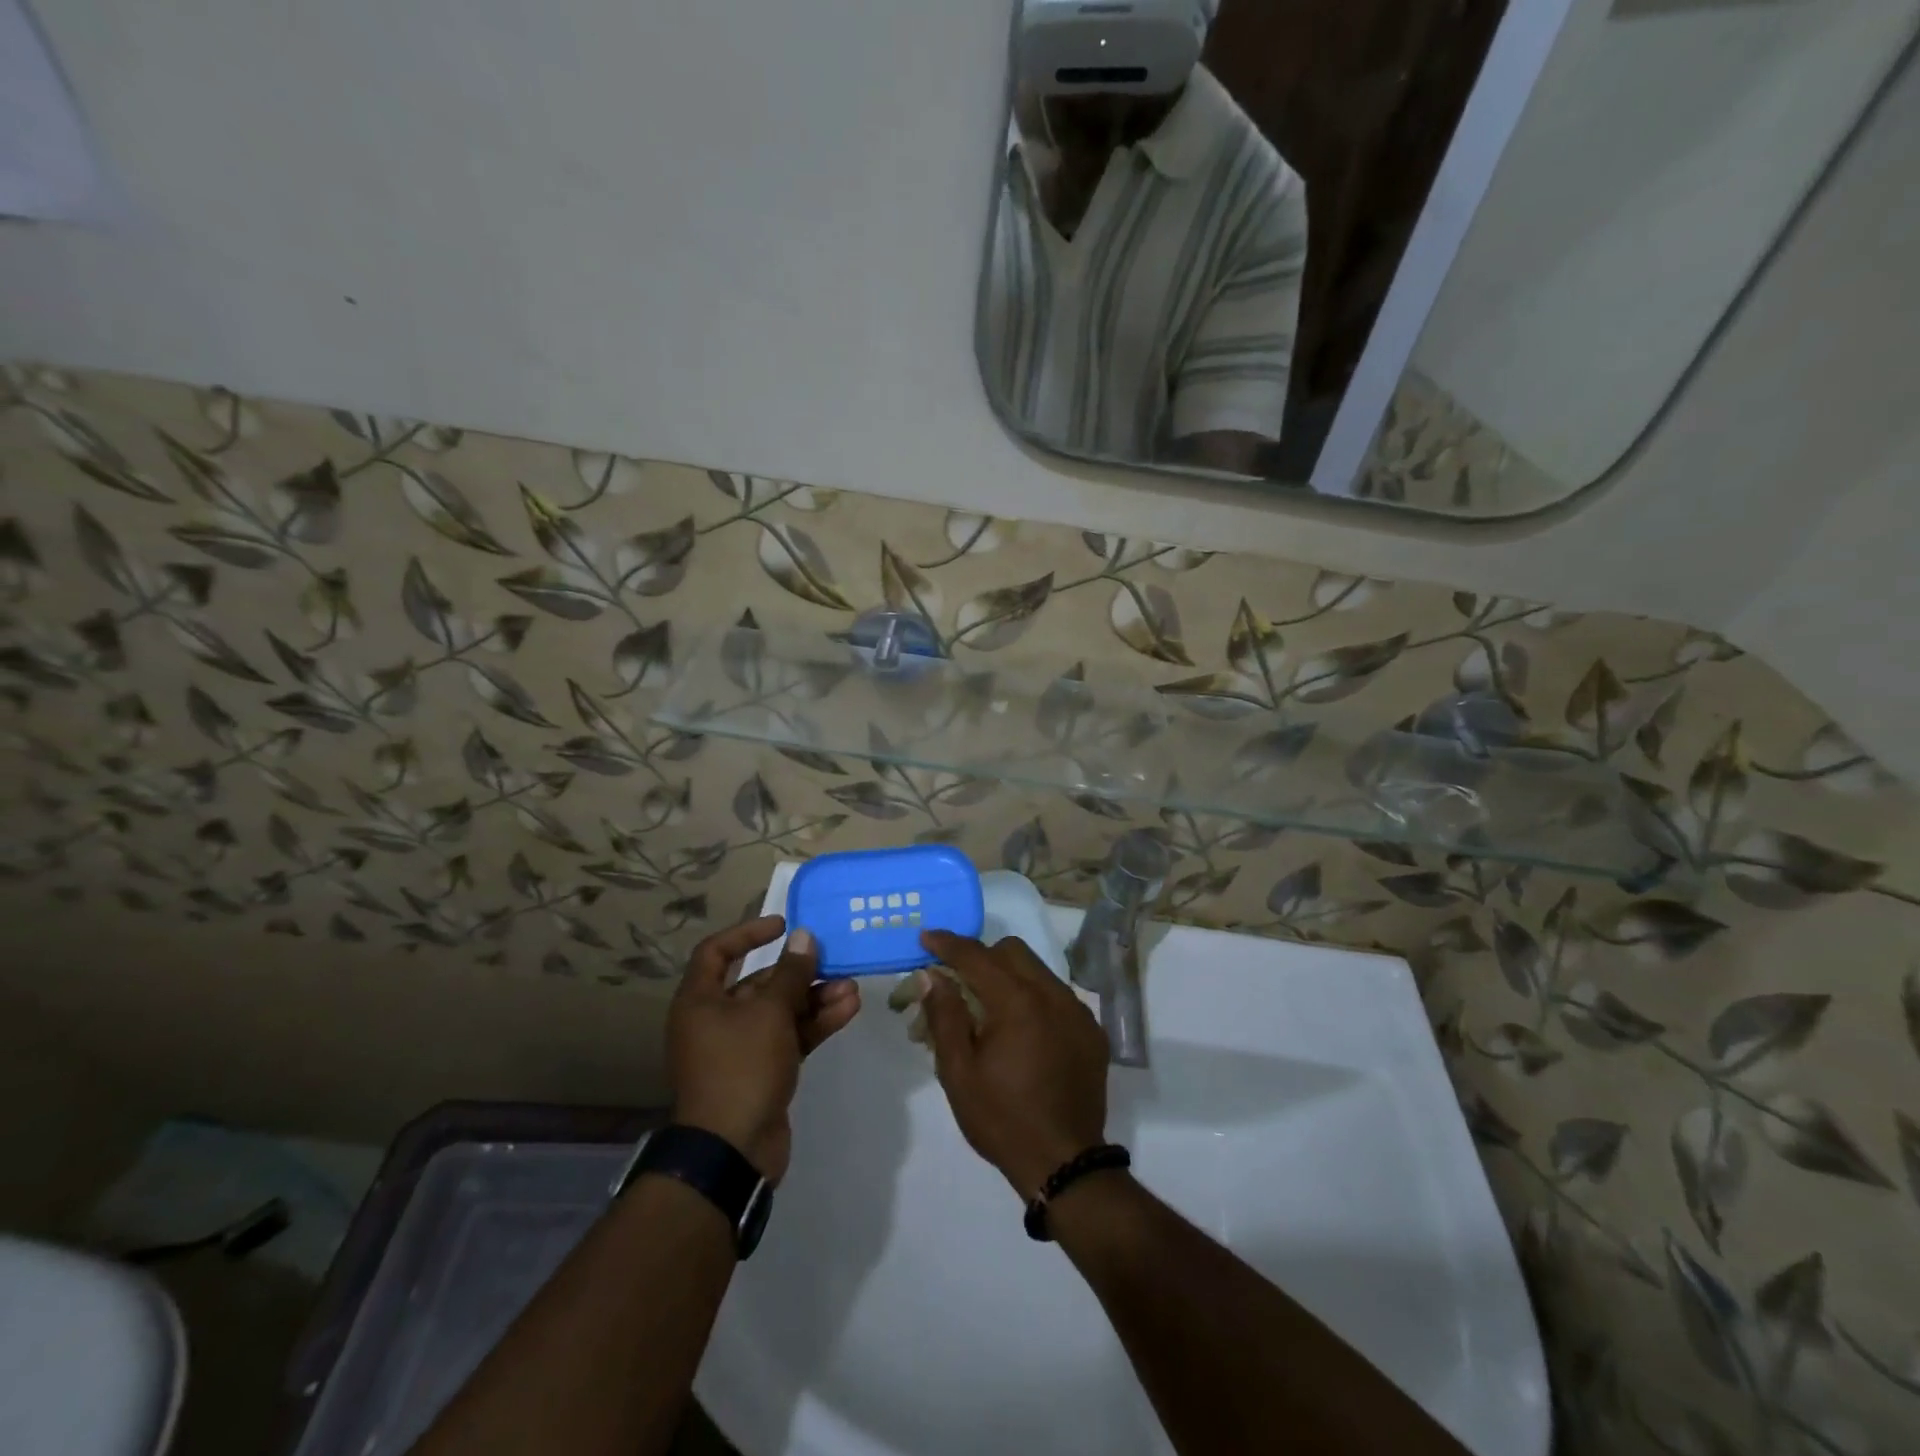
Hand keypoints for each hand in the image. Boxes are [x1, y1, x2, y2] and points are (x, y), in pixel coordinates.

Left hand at [668, 917, 859, 1183]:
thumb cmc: (740, 1067)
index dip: (748, 933)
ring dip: (814, 998)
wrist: (732, 1151)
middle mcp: (715, 1020)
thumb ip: (791, 973)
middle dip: (798, 973)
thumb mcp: (769, 1013)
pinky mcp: (762, 1071)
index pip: (717, 952)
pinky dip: (815, 1023)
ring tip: (852, 988)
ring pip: (780, 1011)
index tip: (783, 925)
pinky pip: (790, 1036)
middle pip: (758, 984)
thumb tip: (803, 937)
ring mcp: (739, 1048)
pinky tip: (848, 1009)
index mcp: (700, 1001)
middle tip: (833, 961)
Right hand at [919, 931, 1109, 1199]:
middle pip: (1012, 952)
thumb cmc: (1002, 1119)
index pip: (977, 956)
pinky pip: (1057, 996)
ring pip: (1037, 970)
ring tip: (990, 1010)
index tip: (926, 937)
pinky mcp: (1091, 1030)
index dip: (948, 944)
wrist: (1064, 1164)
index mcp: (1017, 1002)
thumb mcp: (959, 1072)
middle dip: (982, 957)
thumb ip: (945, 1015)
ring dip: (1009, 977)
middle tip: (959, 982)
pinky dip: (1034, 999)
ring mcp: (1077, 1011)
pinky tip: (1022, 1032)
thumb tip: (932, 975)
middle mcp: (1053, 994)